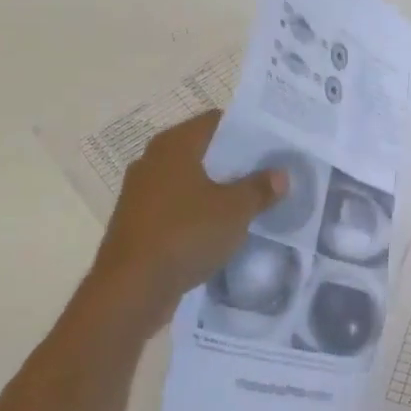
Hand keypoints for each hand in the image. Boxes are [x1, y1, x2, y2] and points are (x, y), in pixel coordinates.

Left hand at [93, 110, 284, 312]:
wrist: (130, 289)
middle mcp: (153, 160)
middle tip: (269, 171)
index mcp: (174, 145)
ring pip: (189, 180)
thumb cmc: (185, 234)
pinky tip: (221, 227)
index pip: (216, 120)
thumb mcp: (235, 211)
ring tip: (250, 200)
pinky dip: (198, 211)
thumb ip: (260, 188)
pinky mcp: (138, 222)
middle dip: (234, 161)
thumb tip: (280, 174)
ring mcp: (141, 192)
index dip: (246, 129)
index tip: (272, 143)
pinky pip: (177, 206)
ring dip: (216, 188)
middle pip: (202, 150)